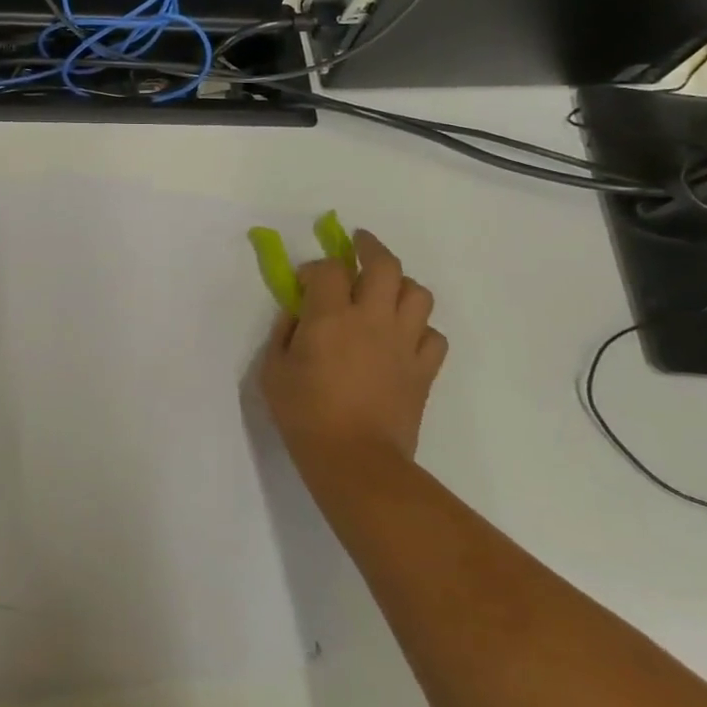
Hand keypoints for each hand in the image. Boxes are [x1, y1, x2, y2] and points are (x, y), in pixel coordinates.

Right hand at [259, 228, 447, 491]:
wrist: (355, 460)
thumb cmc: (304, 415)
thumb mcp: (273, 372)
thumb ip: (283, 334)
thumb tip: (297, 315)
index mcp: (330, 316)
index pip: (328, 268)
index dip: (315, 268)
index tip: (305, 282)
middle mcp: (371, 318)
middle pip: (384, 264)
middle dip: (370, 247)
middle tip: (359, 245)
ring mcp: (403, 342)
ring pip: (418, 293)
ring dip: (401, 285)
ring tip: (386, 291)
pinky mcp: (423, 369)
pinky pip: (434, 335)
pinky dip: (421, 329)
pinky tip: (404, 337)